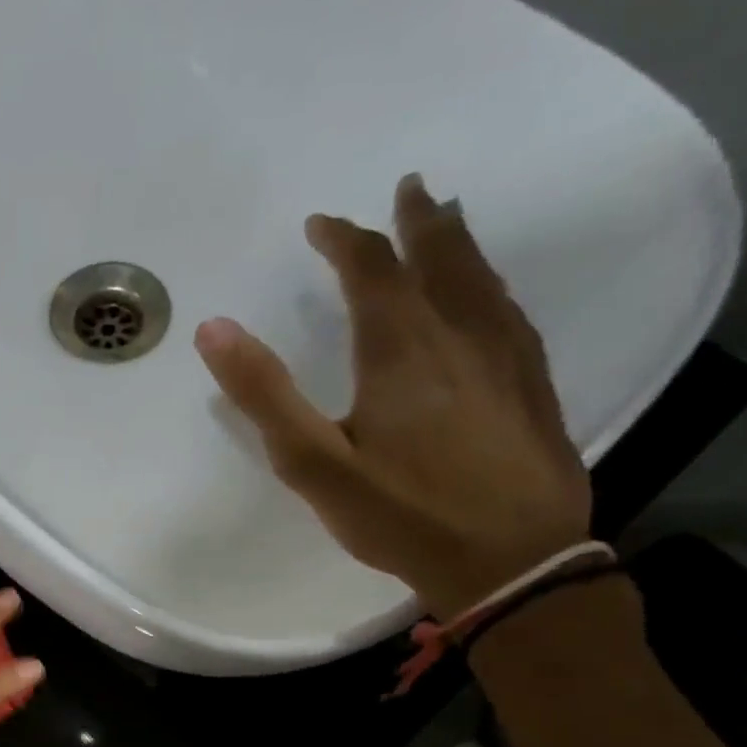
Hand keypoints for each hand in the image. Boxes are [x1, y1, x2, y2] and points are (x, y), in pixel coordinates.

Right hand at [194, 174, 591, 619]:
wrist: (510, 558)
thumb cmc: (400, 513)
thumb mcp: (313, 462)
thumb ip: (264, 395)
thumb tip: (214, 329)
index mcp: (400, 348)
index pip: (371, 269)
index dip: (344, 239)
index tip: (320, 224)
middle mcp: (458, 333)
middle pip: (439, 257)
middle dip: (417, 221)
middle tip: (408, 188)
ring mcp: (505, 354)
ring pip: (481, 277)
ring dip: (458, 242)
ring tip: (448, 218)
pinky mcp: (532, 382)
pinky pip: (508, 309)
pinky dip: (489, 283)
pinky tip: (489, 293)